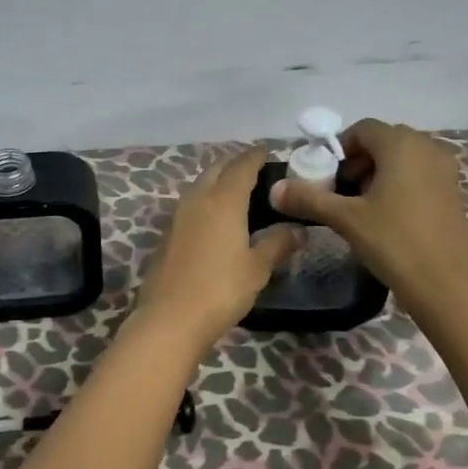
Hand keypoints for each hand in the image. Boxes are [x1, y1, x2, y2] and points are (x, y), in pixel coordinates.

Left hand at [137, 146, 300, 350]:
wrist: (171, 317)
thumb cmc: (221, 288)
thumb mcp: (257, 267)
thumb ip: (278, 243)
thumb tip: (300, 230)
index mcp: (223, 200)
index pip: (241, 166)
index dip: (255, 156)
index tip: (267, 152)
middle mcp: (198, 198)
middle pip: (216, 169)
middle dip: (234, 164)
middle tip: (254, 171)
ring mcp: (178, 215)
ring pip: (199, 185)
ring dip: (217, 180)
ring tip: (237, 192)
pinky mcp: (167, 233)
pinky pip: (190, 204)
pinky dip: (205, 200)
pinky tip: (215, 217)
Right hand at [269, 118, 467, 303]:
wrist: (448, 285)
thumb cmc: (394, 242)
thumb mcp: (345, 219)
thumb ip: (309, 198)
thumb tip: (274, 189)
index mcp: (401, 144)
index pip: (363, 129)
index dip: (340, 148)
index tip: (327, 176)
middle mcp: (427, 147)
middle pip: (383, 141)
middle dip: (358, 161)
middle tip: (342, 192)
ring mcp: (445, 170)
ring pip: (402, 158)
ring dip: (378, 173)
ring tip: (362, 207)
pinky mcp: (453, 192)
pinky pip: (419, 174)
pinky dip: (399, 184)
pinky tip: (388, 217)